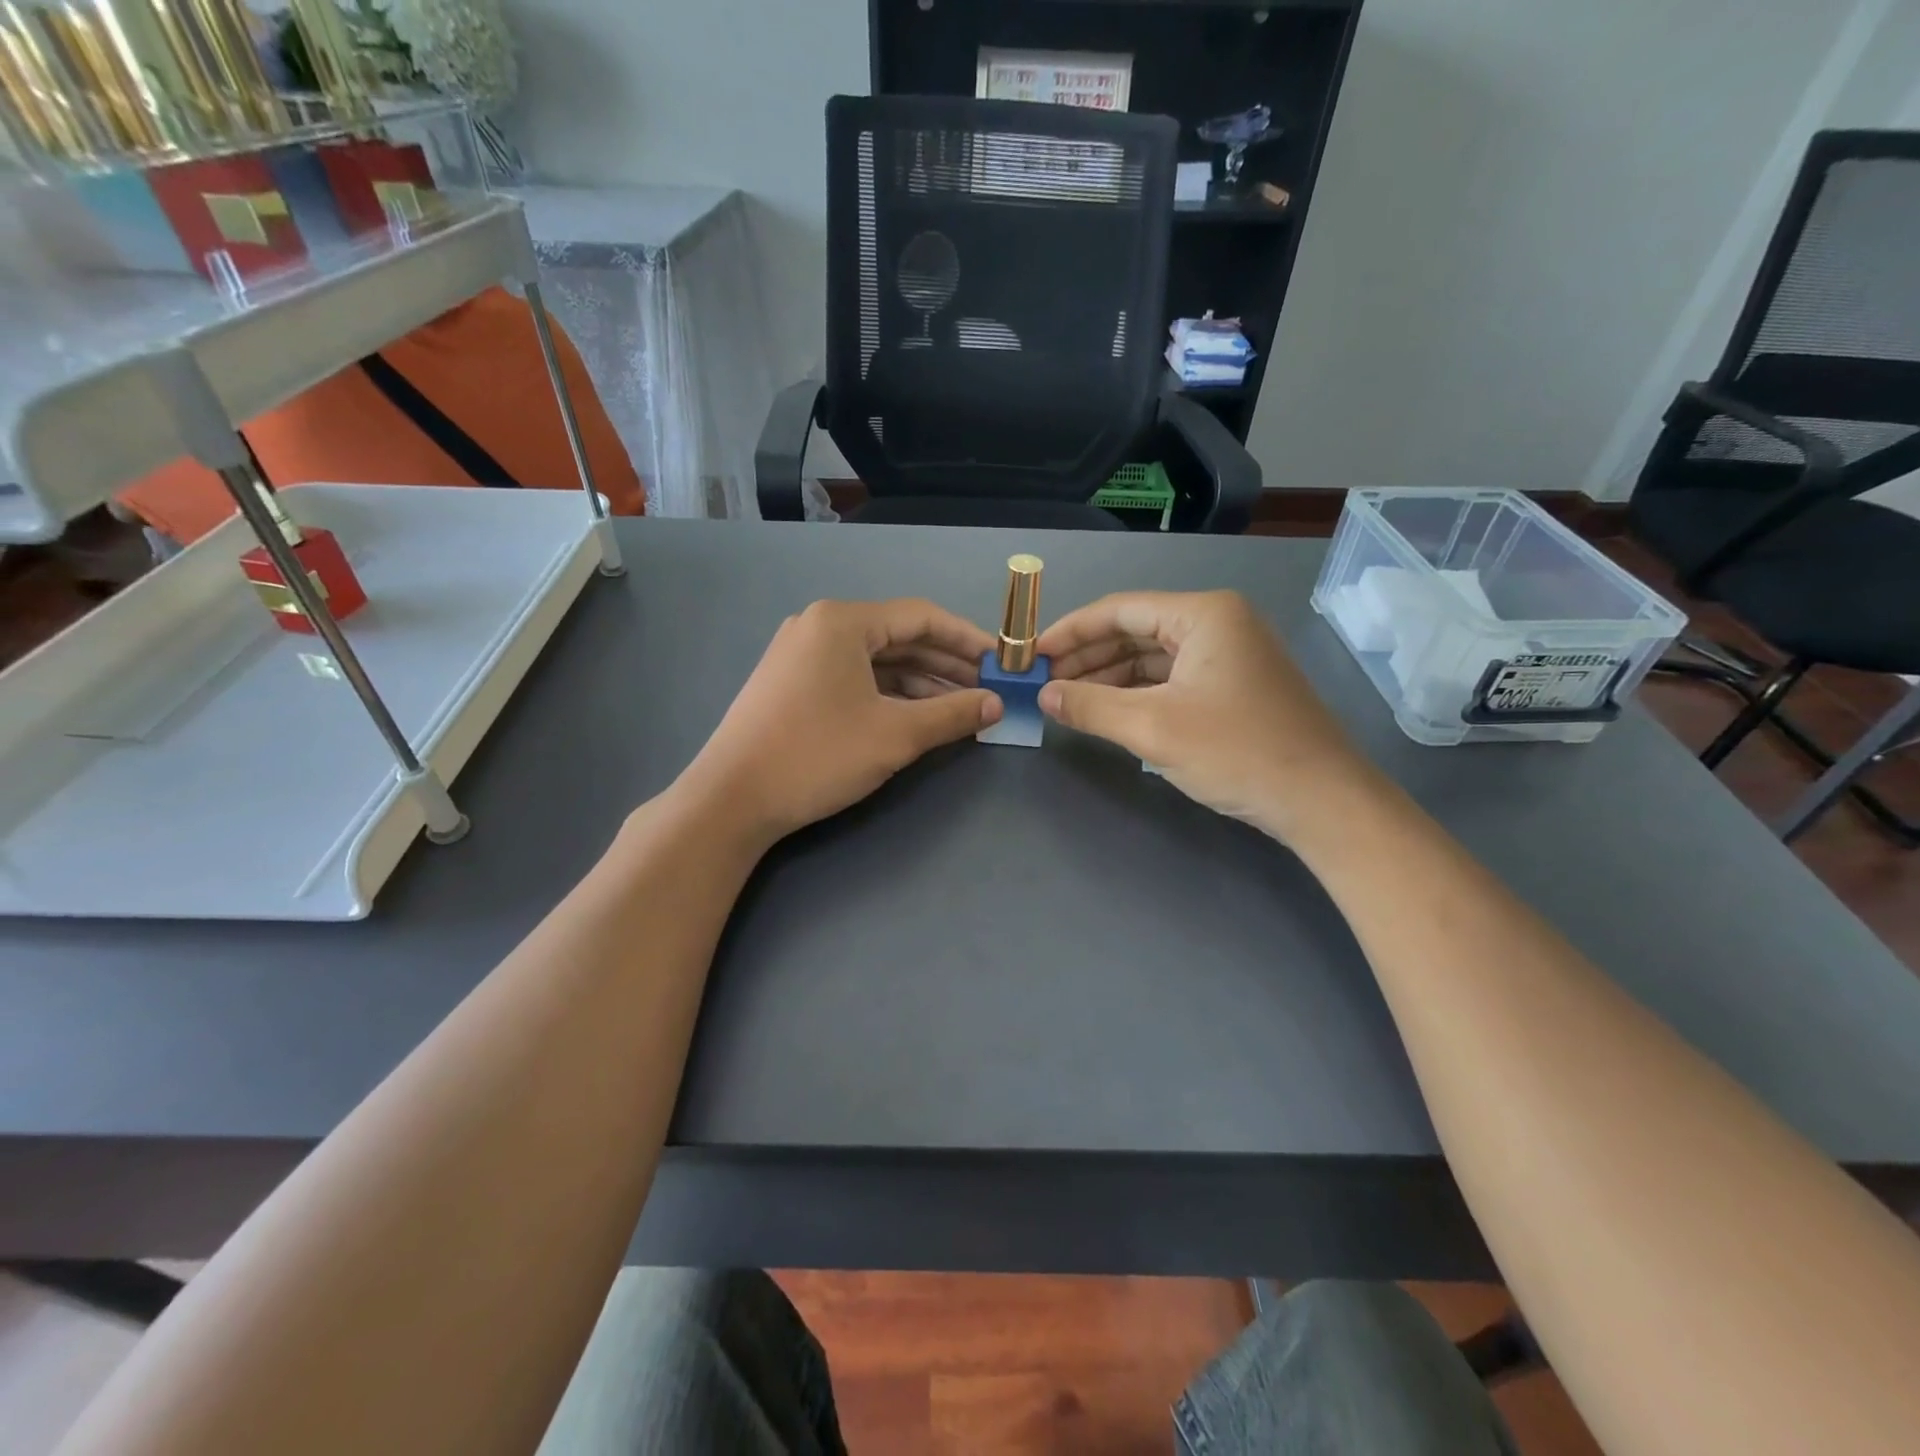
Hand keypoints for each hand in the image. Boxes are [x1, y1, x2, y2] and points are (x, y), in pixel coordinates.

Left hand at [682, 598, 1000, 845]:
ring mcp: (802, 655)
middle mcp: (820, 627)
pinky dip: (889, 695)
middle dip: (947, 665)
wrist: (731, 799)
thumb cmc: (817, 755)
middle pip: (899, 638)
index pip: (922, 617)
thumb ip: (952, 714)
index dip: (968, 640)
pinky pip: (854, 678)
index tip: (1002, 663)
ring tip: (962, 708)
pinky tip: (918, 717)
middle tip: (988, 690)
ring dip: (921, 683)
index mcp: (843, 622)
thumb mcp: (895, 735)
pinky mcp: (793, 684)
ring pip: (877, 661)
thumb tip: (997, 704)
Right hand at [1035, 590, 1373, 838]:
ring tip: (1067, 699)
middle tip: (1043, 682)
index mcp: (1203, 614)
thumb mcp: (1153, 728)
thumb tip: (1044, 696)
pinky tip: (1108, 712)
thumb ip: (1091, 707)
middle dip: (1087, 656)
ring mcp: (1229, 656)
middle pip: (1135, 630)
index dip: (1069, 632)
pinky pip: (1172, 680)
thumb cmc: (1238, 752)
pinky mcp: (1234, 687)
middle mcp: (1218, 624)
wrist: (1323, 802)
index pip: (1119, 609)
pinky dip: (1137, 694)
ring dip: (1109, 677)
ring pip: (1152, 657)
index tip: (1030, 656)